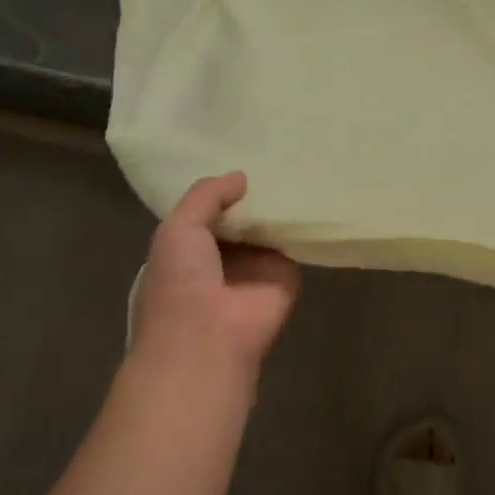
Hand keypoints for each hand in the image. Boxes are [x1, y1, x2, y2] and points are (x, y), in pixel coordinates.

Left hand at [130, 172, 300, 385]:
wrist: (208, 338)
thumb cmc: (180, 282)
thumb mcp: (178, 227)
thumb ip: (206, 196)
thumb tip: (240, 177)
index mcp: (188, 250)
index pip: (207, 213)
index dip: (220, 191)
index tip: (240, 159)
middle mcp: (222, 258)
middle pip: (242, 218)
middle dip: (253, 195)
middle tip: (276, 156)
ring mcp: (255, 268)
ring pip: (269, 229)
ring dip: (280, 206)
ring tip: (299, 164)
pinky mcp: (286, 276)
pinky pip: (296, 243)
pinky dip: (303, 223)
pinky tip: (315, 192)